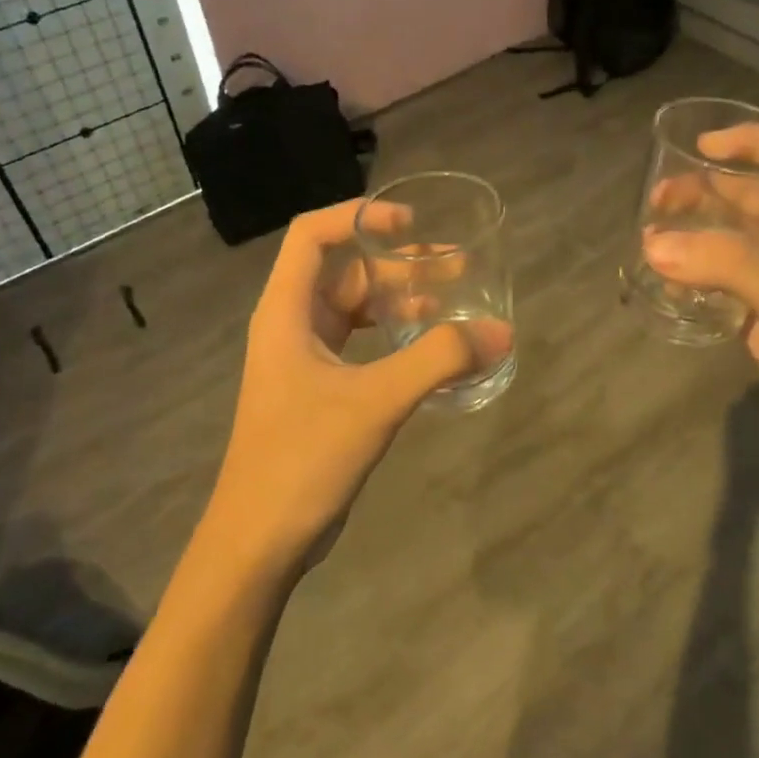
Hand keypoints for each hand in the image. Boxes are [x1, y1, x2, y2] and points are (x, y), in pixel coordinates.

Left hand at [202, 200, 511, 579]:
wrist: (258, 541)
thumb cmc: (303, 458)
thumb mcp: (375, 401)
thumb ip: (438, 361)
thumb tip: (500, 332)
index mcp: (286, 311)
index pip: (313, 236)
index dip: (359, 216)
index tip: (410, 221)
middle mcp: (291, 325)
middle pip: (345, 271)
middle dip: (399, 262)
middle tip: (456, 264)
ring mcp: (304, 359)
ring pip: (356, 309)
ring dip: (400, 299)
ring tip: (453, 299)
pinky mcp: (320, 390)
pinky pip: (361, 344)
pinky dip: (394, 336)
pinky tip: (431, 347)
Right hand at [644, 132, 758, 503]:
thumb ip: (729, 266)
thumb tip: (654, 245)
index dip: (755, 141)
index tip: (703, 148)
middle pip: (755, 195)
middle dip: (707, 187)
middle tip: (658, 199)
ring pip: (734, 238)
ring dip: (696, 231)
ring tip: (652, 238)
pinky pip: (724, 283)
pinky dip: (696, 277)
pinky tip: (669, 285)